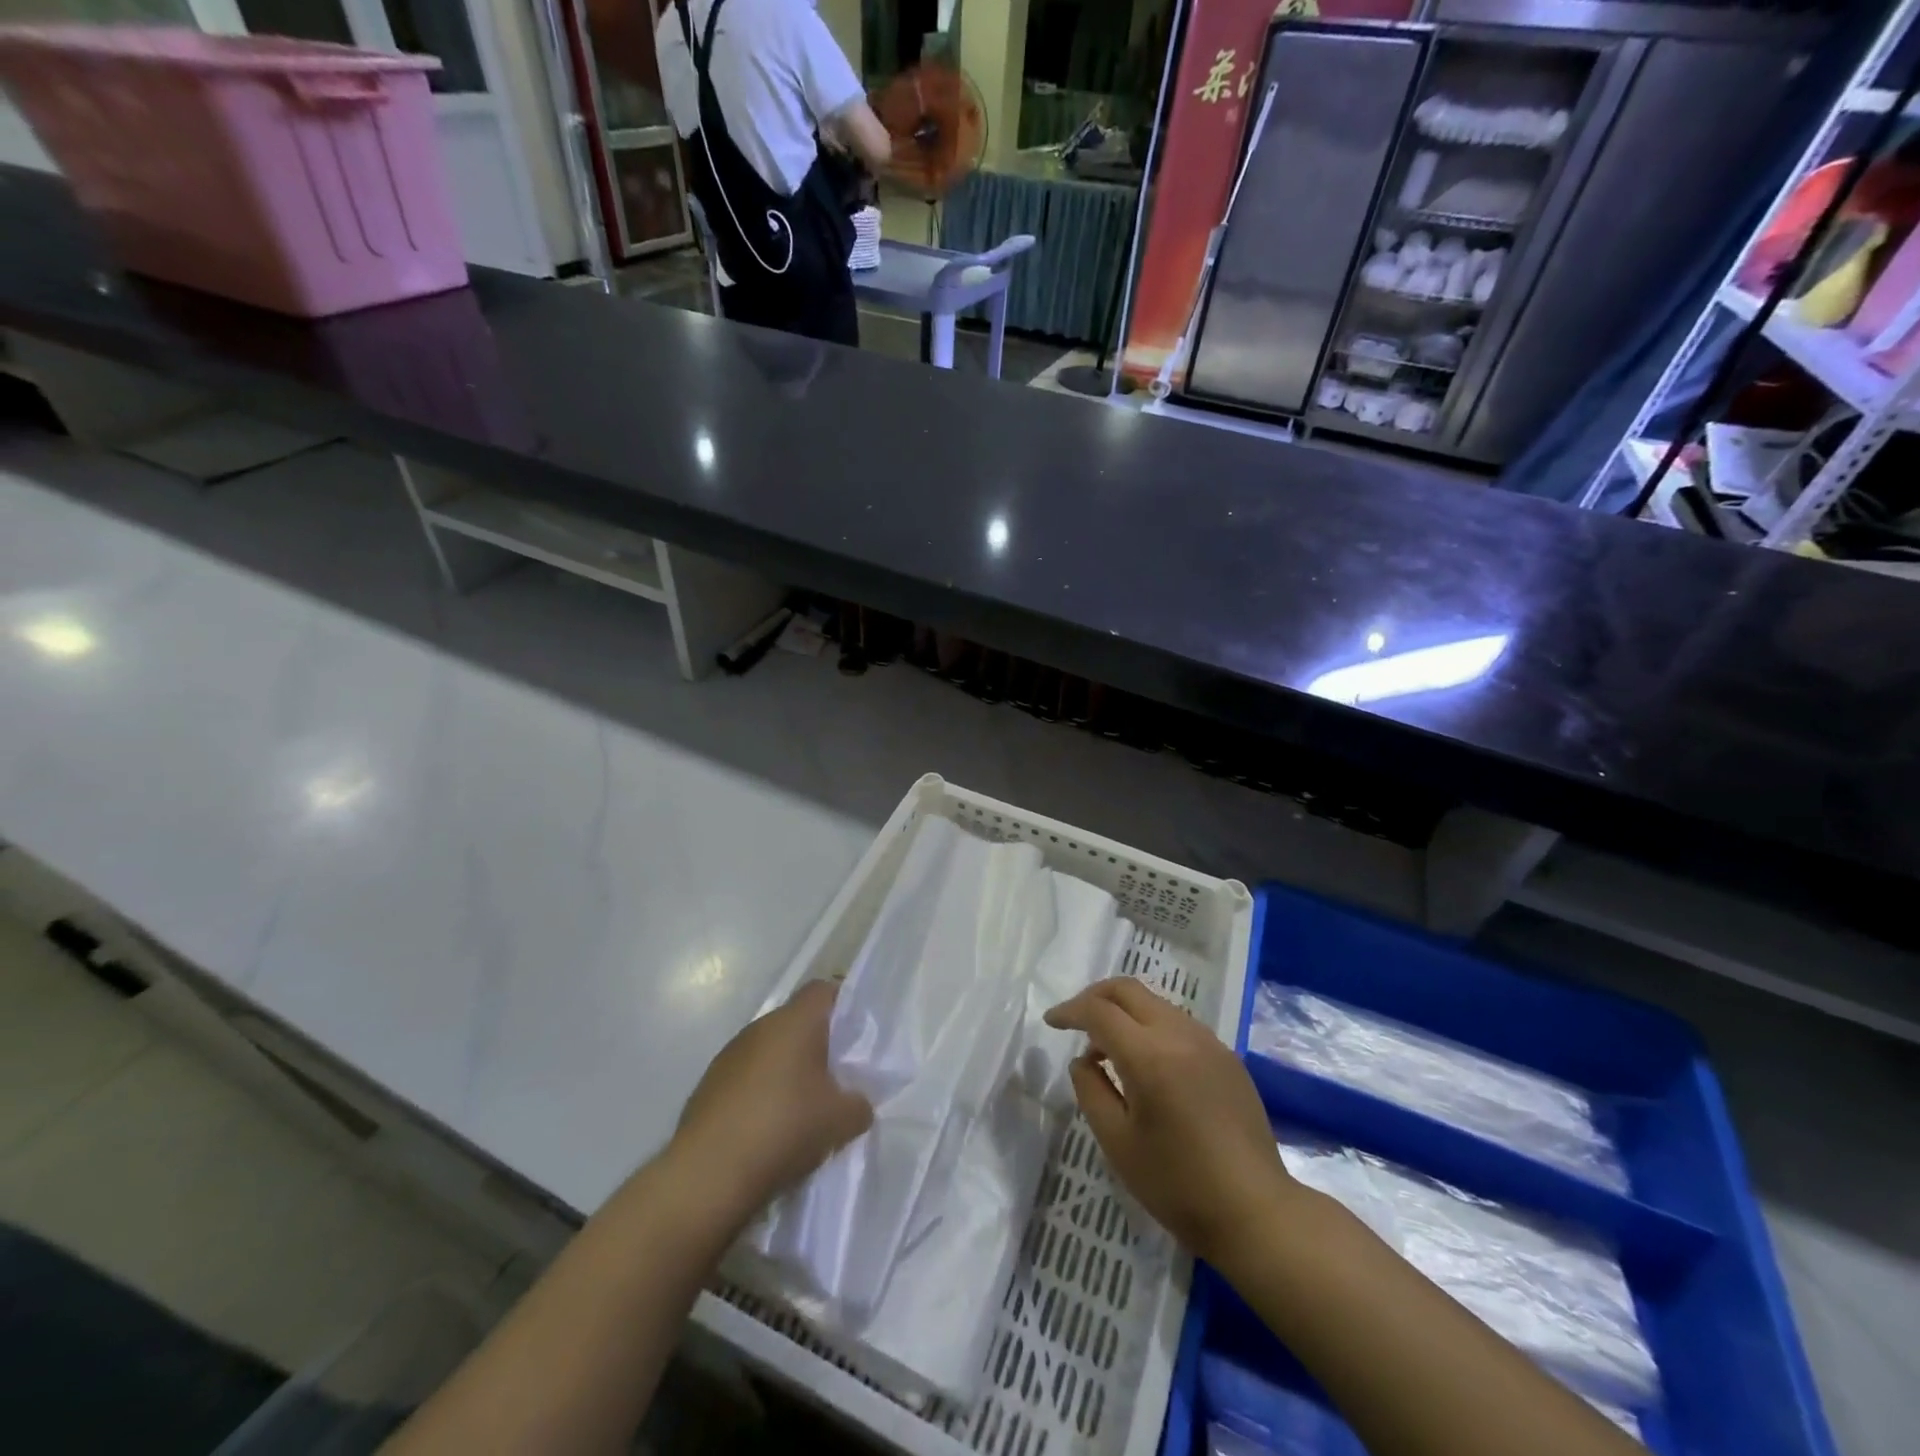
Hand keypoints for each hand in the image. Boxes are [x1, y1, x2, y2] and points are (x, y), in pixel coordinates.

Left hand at [669, 980, 871, 1226]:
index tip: (855, 1036)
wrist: (708, 1175)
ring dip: (786, 1071)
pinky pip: (746, 1077)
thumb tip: (856, 1102)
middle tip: (835, 1079)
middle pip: (796, 1022)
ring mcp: (729, 1055)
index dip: (842, 1006)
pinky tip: (768, 1129)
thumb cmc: (784, 1129)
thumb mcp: (841, 1121)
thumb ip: (859, 1103)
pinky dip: (760, 1093)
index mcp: (795, 1022)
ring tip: (801, 1110)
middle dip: (816, 1046)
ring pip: (769, 1050)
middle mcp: (760, 1027)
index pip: (823, 990)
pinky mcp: (708, 1085)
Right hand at [1046, 978, 1296, 1266]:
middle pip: (1128, 990)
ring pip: (1155, 1003)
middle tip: (1075, 1020)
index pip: (1099, 1011)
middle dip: (1095, 996)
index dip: (1070, 1010)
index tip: (1051, 1022)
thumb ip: (1091, 1090)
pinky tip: (1147, 1063)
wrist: (1256, 1212)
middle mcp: (1180, 1034)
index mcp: (1150, 1055)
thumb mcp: (1117, 1143)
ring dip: (1125, 1012)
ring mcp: (1209, 1042)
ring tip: (1108, 1048)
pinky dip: (1151, 1027)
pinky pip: (1179, 1023)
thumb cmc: (1177, 1185)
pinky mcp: (1227, 1056)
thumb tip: (1083, 1060)